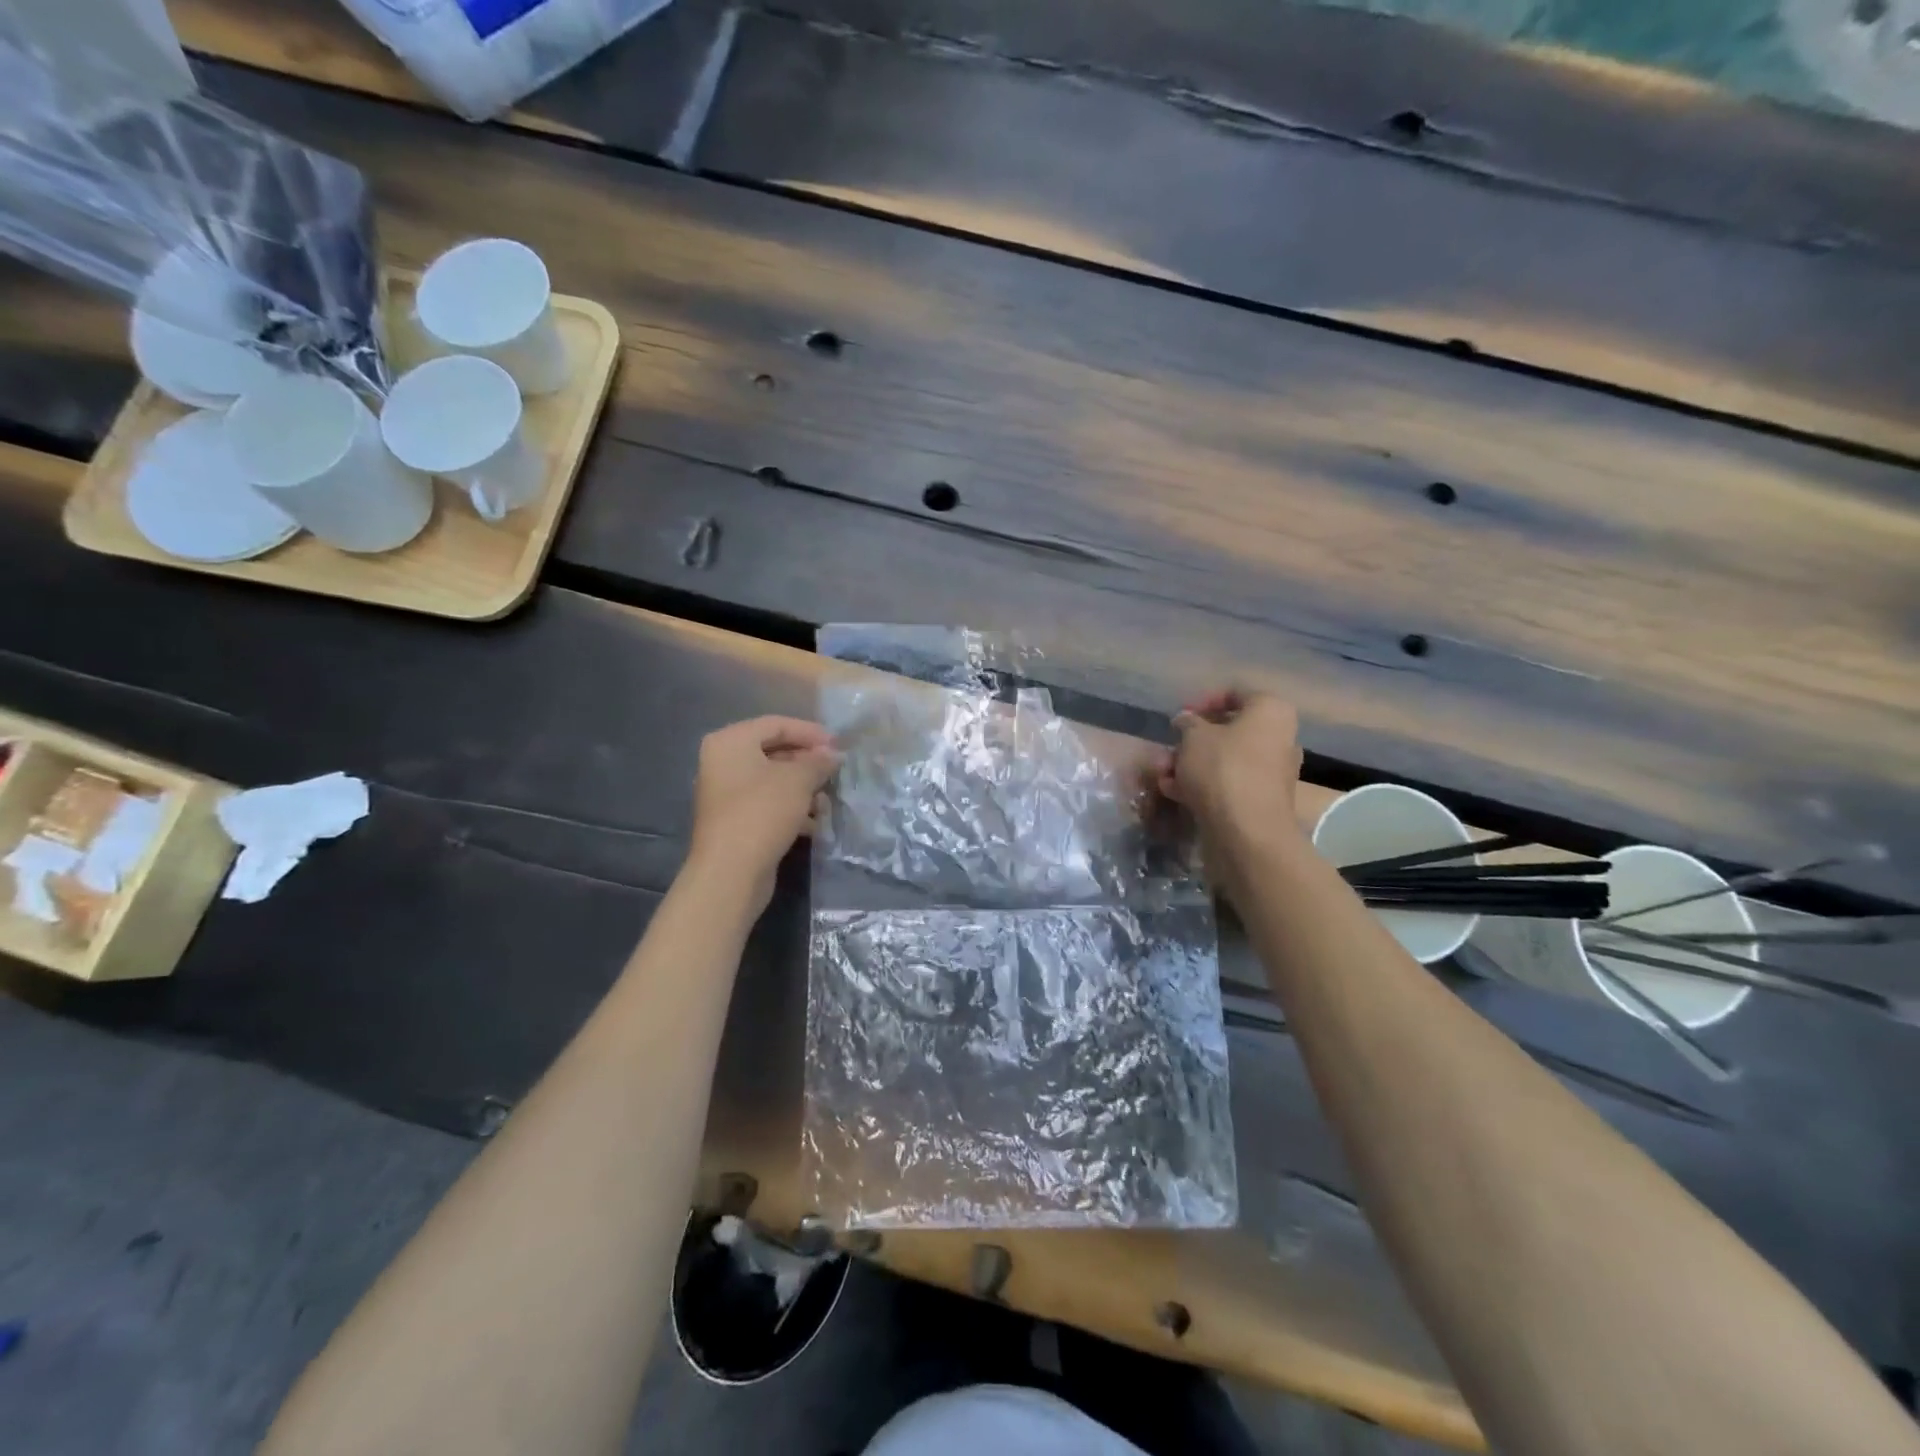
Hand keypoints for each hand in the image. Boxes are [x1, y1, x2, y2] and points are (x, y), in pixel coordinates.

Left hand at [687, 716, 840, 910]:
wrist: (731, 871)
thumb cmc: (763, 812)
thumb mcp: (798, 780)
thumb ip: (818, 761)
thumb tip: (833, 755)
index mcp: (730, 742)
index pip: (776, 724)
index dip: (810, 732)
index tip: (838, 745)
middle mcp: (723, 763)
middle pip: (774, 752)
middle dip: (808, 763)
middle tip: (835, 772)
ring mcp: (726, 794)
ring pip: (773, 781)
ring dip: (803, 789)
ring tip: (827, 802)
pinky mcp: (735, 821)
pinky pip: (768, 804)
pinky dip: (792, 810)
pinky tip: (814, 824)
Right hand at [1156, 689, 1304, 883]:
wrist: (1246, 832)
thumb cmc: (1222, 769)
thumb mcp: (1194, 736)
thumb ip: (1188, 723)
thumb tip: (1187, 721)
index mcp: (1271, 712)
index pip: (1236, 693)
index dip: (1203, 701)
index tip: (1179, 717)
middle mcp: (1279, 738)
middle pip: (1229, 730)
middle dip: (1192, 740)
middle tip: (1168, 748)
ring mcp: (1271, 772)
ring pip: (1224, 759)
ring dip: (1191, 764)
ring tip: (1162, 773)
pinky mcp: (1259, 800)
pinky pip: (1227, 783)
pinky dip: (1202, 784)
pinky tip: (1173, 792)